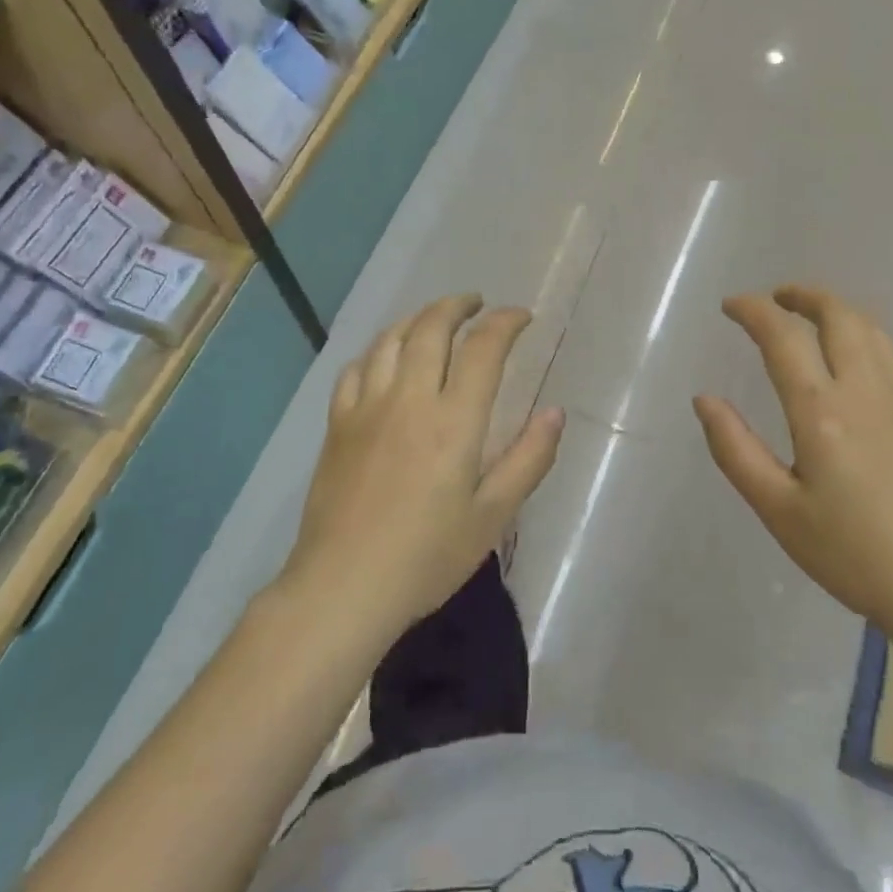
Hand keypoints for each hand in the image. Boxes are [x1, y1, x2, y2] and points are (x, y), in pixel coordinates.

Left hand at [284, 295, 564, 637]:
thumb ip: (528, 459)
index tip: (521, 317)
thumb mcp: (493, 516)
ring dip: (417, 318)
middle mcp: (408, 399)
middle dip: (458, 306)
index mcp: (453, 420)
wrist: (343, 587)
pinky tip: (385, 357)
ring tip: (435, 319)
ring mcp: (366, 408)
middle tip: (477, 304)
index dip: (505, 323)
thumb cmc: (427, 557)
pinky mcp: (338, 424)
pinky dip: (377, 349)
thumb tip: (554, 413)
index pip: (483, 348)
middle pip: (431, 328)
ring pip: (390, 339)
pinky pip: (355, 368)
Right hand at [694, 286, 892, 658]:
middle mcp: (867, 390)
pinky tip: (870, 356)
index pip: (782, 338)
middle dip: (804, 296)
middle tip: (777, 298)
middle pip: (839, 316)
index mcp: (821, 411)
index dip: (753, 311)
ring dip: (840, 311)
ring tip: (816, 317)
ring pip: (875, 330)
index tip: (731, 306)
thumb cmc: (852, 554)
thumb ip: (734, 449)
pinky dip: (876, 339)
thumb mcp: (777, 509)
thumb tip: (704, 398)